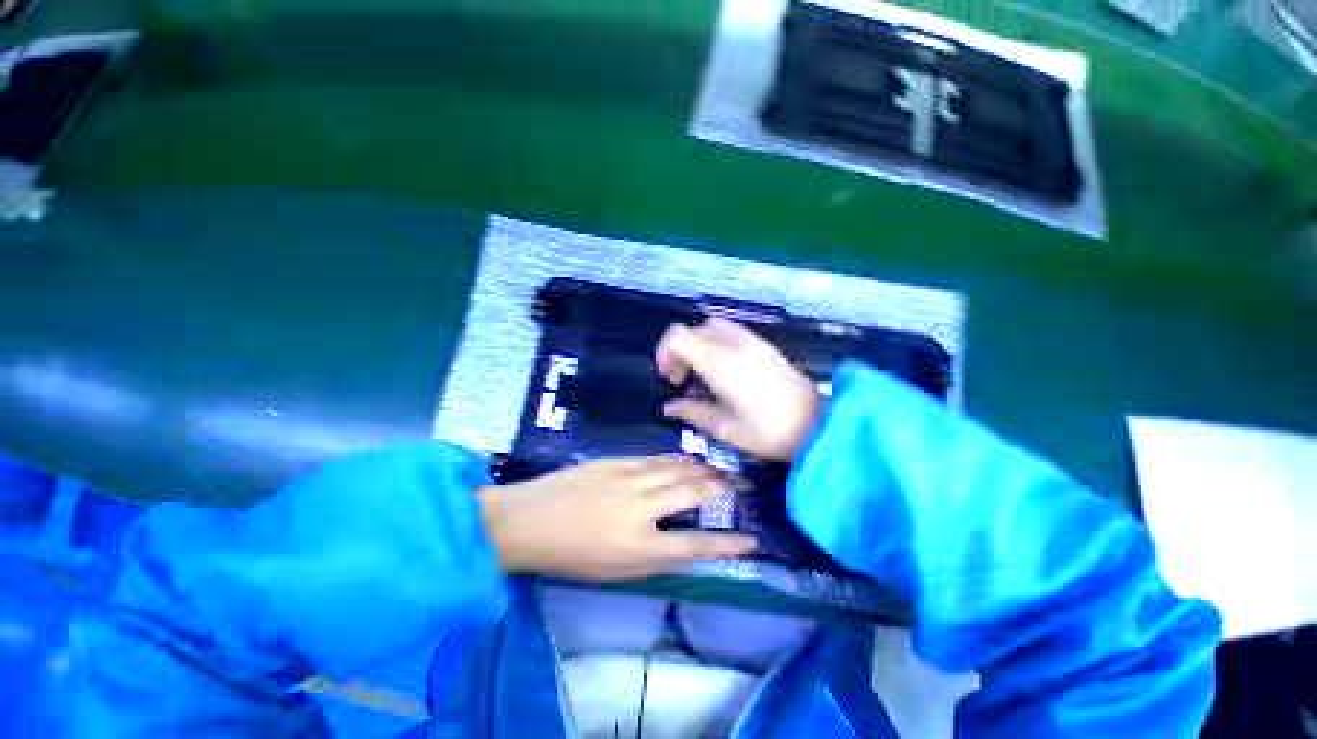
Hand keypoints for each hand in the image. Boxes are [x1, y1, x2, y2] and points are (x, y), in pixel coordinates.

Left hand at [478, 456, 757, 581]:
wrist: (526, 520)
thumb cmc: (569, 556)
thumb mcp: (615, 572)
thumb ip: (654, 558)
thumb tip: (686, 545)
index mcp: (639, 546)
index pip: (695, 545)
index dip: (727, 544)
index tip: (752, 540)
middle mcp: (640, 508)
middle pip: (693, 493)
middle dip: (722, 488)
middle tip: (741, 484)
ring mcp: (628, 478)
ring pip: (677, 468)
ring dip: (703, 469)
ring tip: (720, 469)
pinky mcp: (616, 462)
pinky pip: (655, 458)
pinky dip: (676, 459)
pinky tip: (687, 459)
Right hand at [656, 318, 822, 461]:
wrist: (819, 425)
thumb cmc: (768, 431)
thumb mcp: (725, 428)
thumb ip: (692, 412)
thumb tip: (669, 406)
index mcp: (719, 362)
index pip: (677, 336)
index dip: (664, 352)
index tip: (668, 378)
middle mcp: (732, 343)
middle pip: (692, 329)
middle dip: (679, 350)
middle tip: (682, 379)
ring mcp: (751, 340)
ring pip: (711, 327)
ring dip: (698, 344)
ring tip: (702, 372)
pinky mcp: (764, 345)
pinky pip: (730, 331)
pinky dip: (716, 343)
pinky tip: (725, 369)